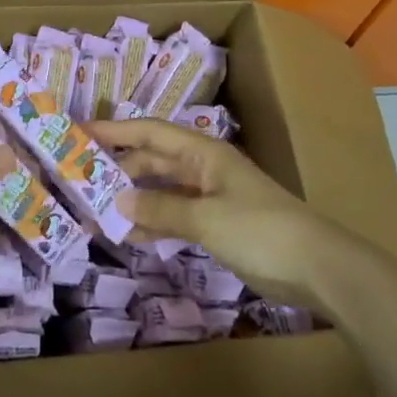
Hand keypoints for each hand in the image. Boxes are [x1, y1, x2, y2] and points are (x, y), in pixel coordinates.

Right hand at [88, 118, 363, 310]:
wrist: (317, 266)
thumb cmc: (260, 230)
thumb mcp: (205, 217)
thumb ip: (160, 208)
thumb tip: (117, 200)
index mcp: (203, 152)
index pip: (149, 132)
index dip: (114, 130)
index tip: (79, 133)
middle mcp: (203, 168)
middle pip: (153, 159)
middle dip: (118, 168)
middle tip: (80, 180)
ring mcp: (211, 197)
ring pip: (162, 190)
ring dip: (133, 198)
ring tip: (96, 211)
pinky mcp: (217, 225)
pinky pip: (175, 215)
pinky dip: (154, 222)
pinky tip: (130, 234)